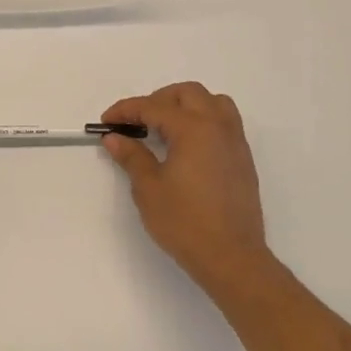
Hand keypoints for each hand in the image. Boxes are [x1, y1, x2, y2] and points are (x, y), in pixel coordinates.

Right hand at [101, 82, 275, 296]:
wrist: (232, 257)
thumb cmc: (185, 222)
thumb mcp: (149, 189)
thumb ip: (132, 157)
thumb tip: (115, 138)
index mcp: (193, 129)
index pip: (154, 107)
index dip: (126, 110)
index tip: (107, 121)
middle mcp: (218, 127)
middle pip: (188, 93)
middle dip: (158, 100)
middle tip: (136, 121)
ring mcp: (235, 142)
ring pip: (213, 102)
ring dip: (186, 105)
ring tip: (165, 127)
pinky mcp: (243, 159)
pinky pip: (224, 122)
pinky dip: (203, 121)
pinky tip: (187, 146)